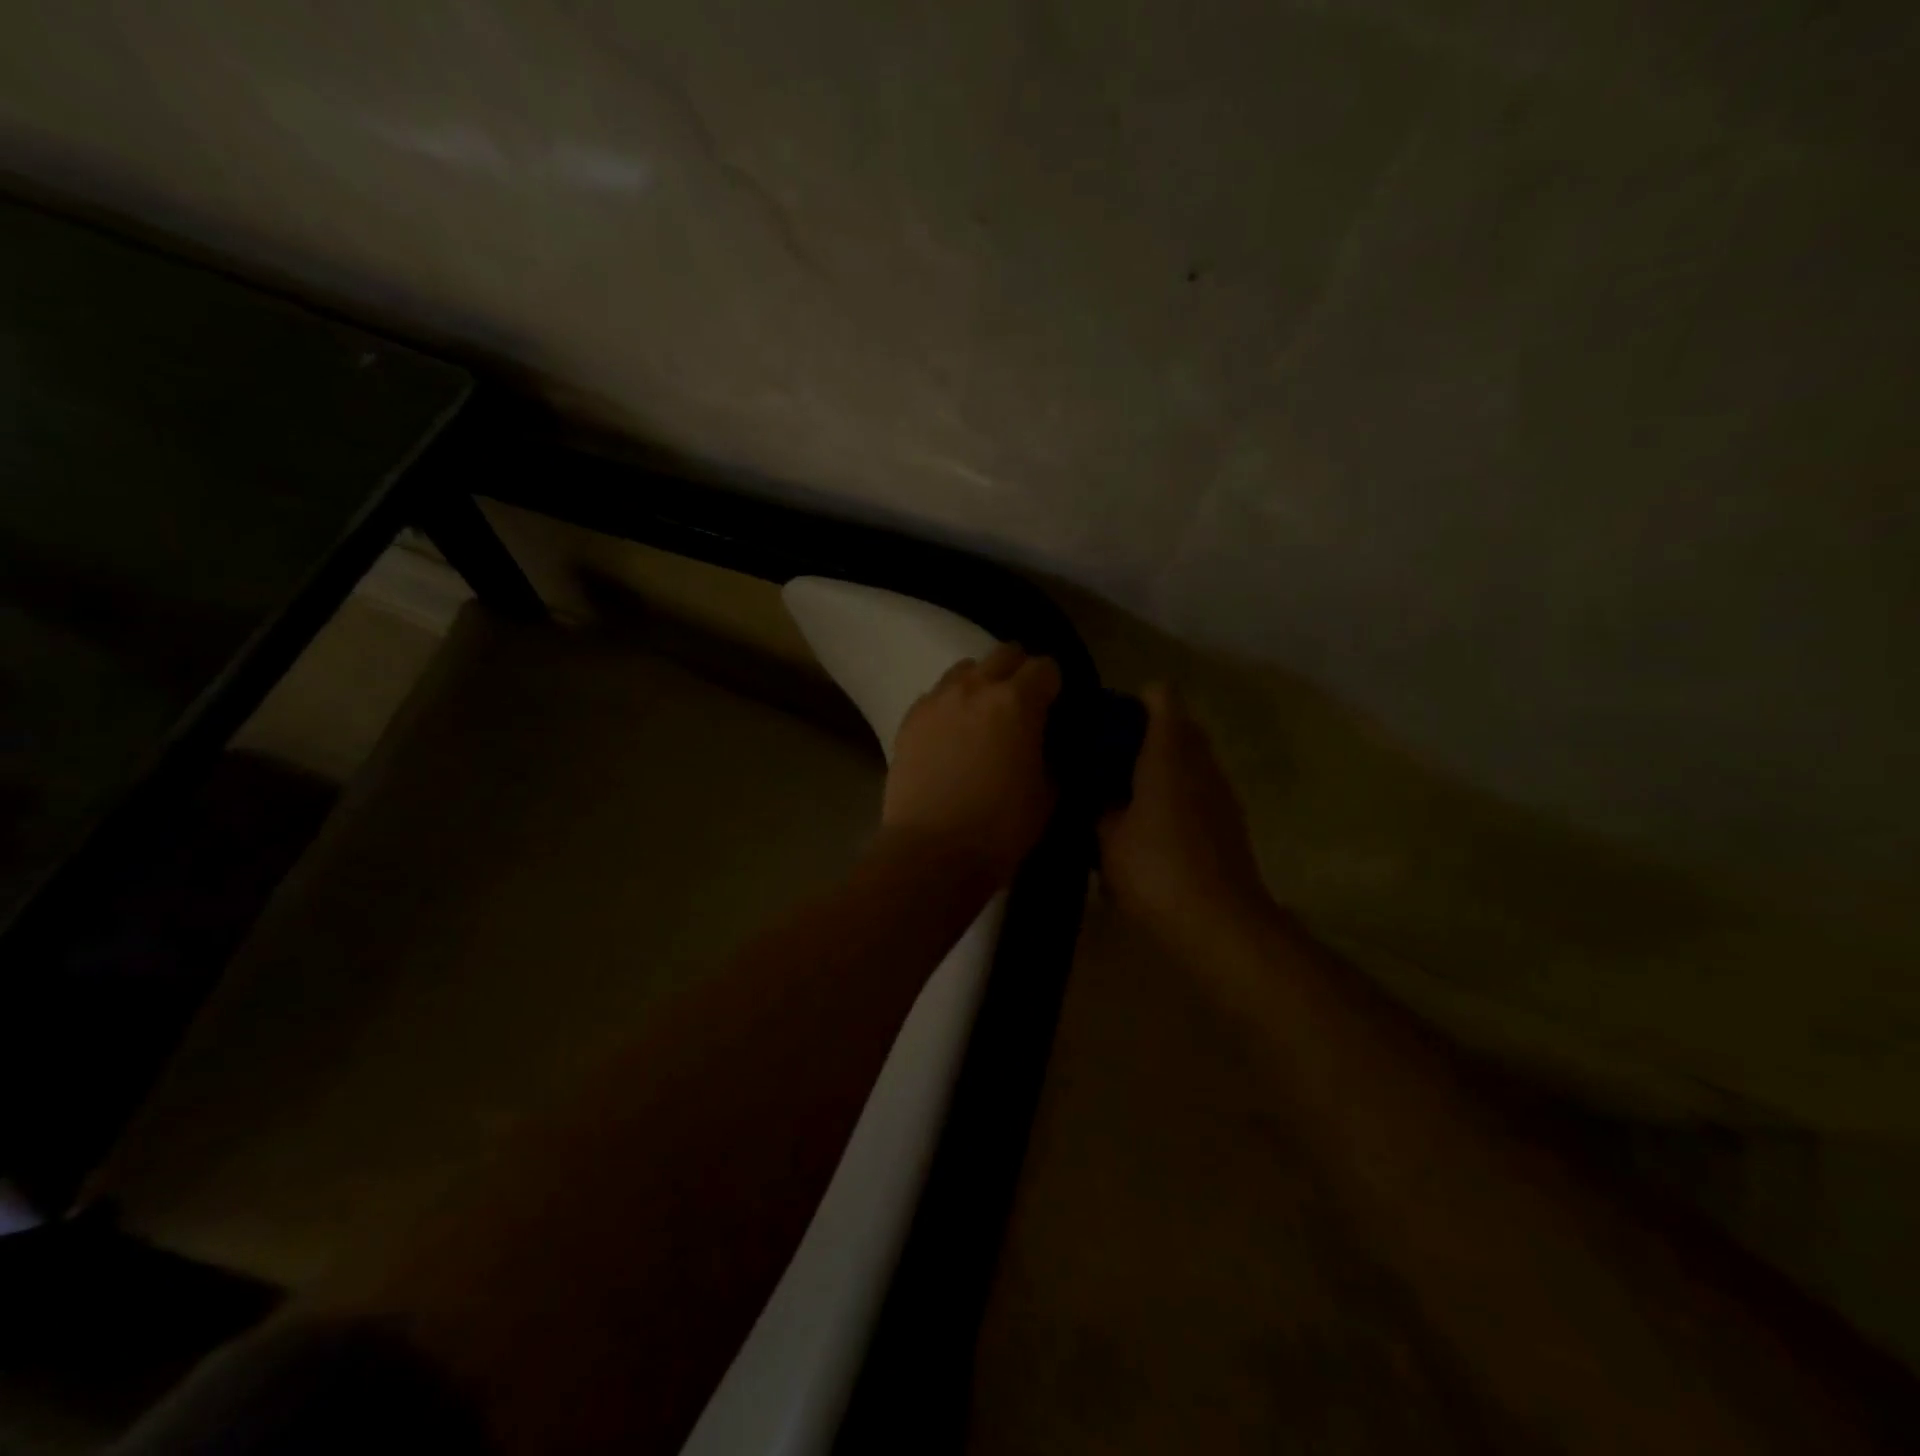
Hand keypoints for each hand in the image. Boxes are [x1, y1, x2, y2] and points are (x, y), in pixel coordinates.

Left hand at [882, 643, 1061, 883]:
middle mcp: (976, 687)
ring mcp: (937, 700)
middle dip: (1019, 671)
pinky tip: (952, 734)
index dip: (1055, 686)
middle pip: (1004, 654)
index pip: (1046, 667)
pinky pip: (936, 695)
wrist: (932, 851)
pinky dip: (950, 704)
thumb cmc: (1001, 827)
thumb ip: (1050, 755)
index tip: (1056, 708)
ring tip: (983, 715)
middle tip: (1023, 704)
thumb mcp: (1047, 793)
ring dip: (981, 682)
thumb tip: (1045, 744)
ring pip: (965, 669)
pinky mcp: (909, 719)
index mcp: (1017, 701)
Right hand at [1098, 684, 1270, 929]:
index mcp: (1169, 752)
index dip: (1134, 699)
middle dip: (1144, 735)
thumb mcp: (1107, 838)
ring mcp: (1221, 792)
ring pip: (1190, 761)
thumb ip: (1098, 806)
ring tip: (1123, 794)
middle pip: (1178, 726)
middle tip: (1106, 760)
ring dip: (1161, 767)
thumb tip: (1095, 793)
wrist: (1221, 925)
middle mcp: (1201, 762)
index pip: (1161, 696)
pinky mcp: (1229, 823)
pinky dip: (1175, 796)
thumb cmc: (1156, 869)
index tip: (1106, 720)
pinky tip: (1149, 828)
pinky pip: (1198, 791)